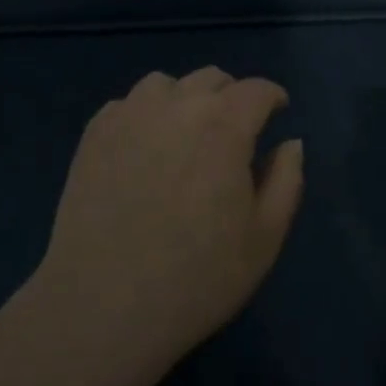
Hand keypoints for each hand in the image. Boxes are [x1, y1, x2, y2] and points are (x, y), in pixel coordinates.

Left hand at [33, 68, 303, 382]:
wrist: (102, 306)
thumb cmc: (196, 277)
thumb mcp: (264, 238)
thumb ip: (286, 180)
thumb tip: (291, 143)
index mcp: (224, 125)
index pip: (257, 90)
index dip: (273, 97)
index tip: (278, 113)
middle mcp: (177, 105)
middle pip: (212, 79)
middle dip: (232, 96)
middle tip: (235, 131)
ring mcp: (129, 115)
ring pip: (167, 84)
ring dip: (186, 99)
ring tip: (186, 134)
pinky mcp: (94, 134)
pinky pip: (127, 104)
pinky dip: (145, 114)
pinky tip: (144, 148)